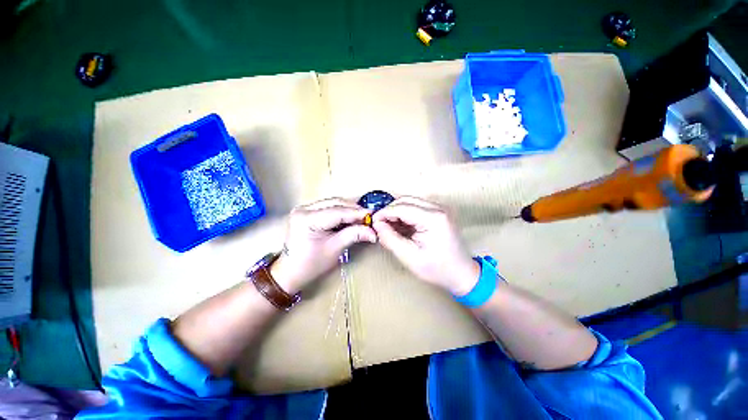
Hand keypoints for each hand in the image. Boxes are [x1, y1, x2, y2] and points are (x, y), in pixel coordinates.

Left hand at [271, 198, 376, 292]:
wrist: (290, 272)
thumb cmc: (311, 264)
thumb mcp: (335, 249)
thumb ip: (354, 235)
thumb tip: (373, 232)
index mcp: (307, 219)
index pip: (338, 212)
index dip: (357, 213)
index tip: (373, 215)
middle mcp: (304, 209)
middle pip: (335, 203)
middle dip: (354, 209)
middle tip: (369, 217)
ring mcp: (304, 208)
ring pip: (333, 203)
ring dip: (349, 209)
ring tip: (362, 217)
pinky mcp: (307, 211)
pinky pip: (329, 207)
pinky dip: (341, 212)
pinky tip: (351, 217)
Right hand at [372, 197, 479, 295]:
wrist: (462, 273)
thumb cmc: (437, 269)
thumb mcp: (409, 257)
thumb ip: (390, 238)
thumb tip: (377, 224)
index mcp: (433, 218)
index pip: (401, 207)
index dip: (384, 213)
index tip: (372, 221)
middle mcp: (438, 208)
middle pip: (406, 200)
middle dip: (390, 211)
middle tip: (380, 225)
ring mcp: (440, 208)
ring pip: (410, 202)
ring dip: (397, 212)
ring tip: (389, 227)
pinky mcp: (439, 212)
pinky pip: (417, 207)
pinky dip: (405, 214)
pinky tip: (401, 226)